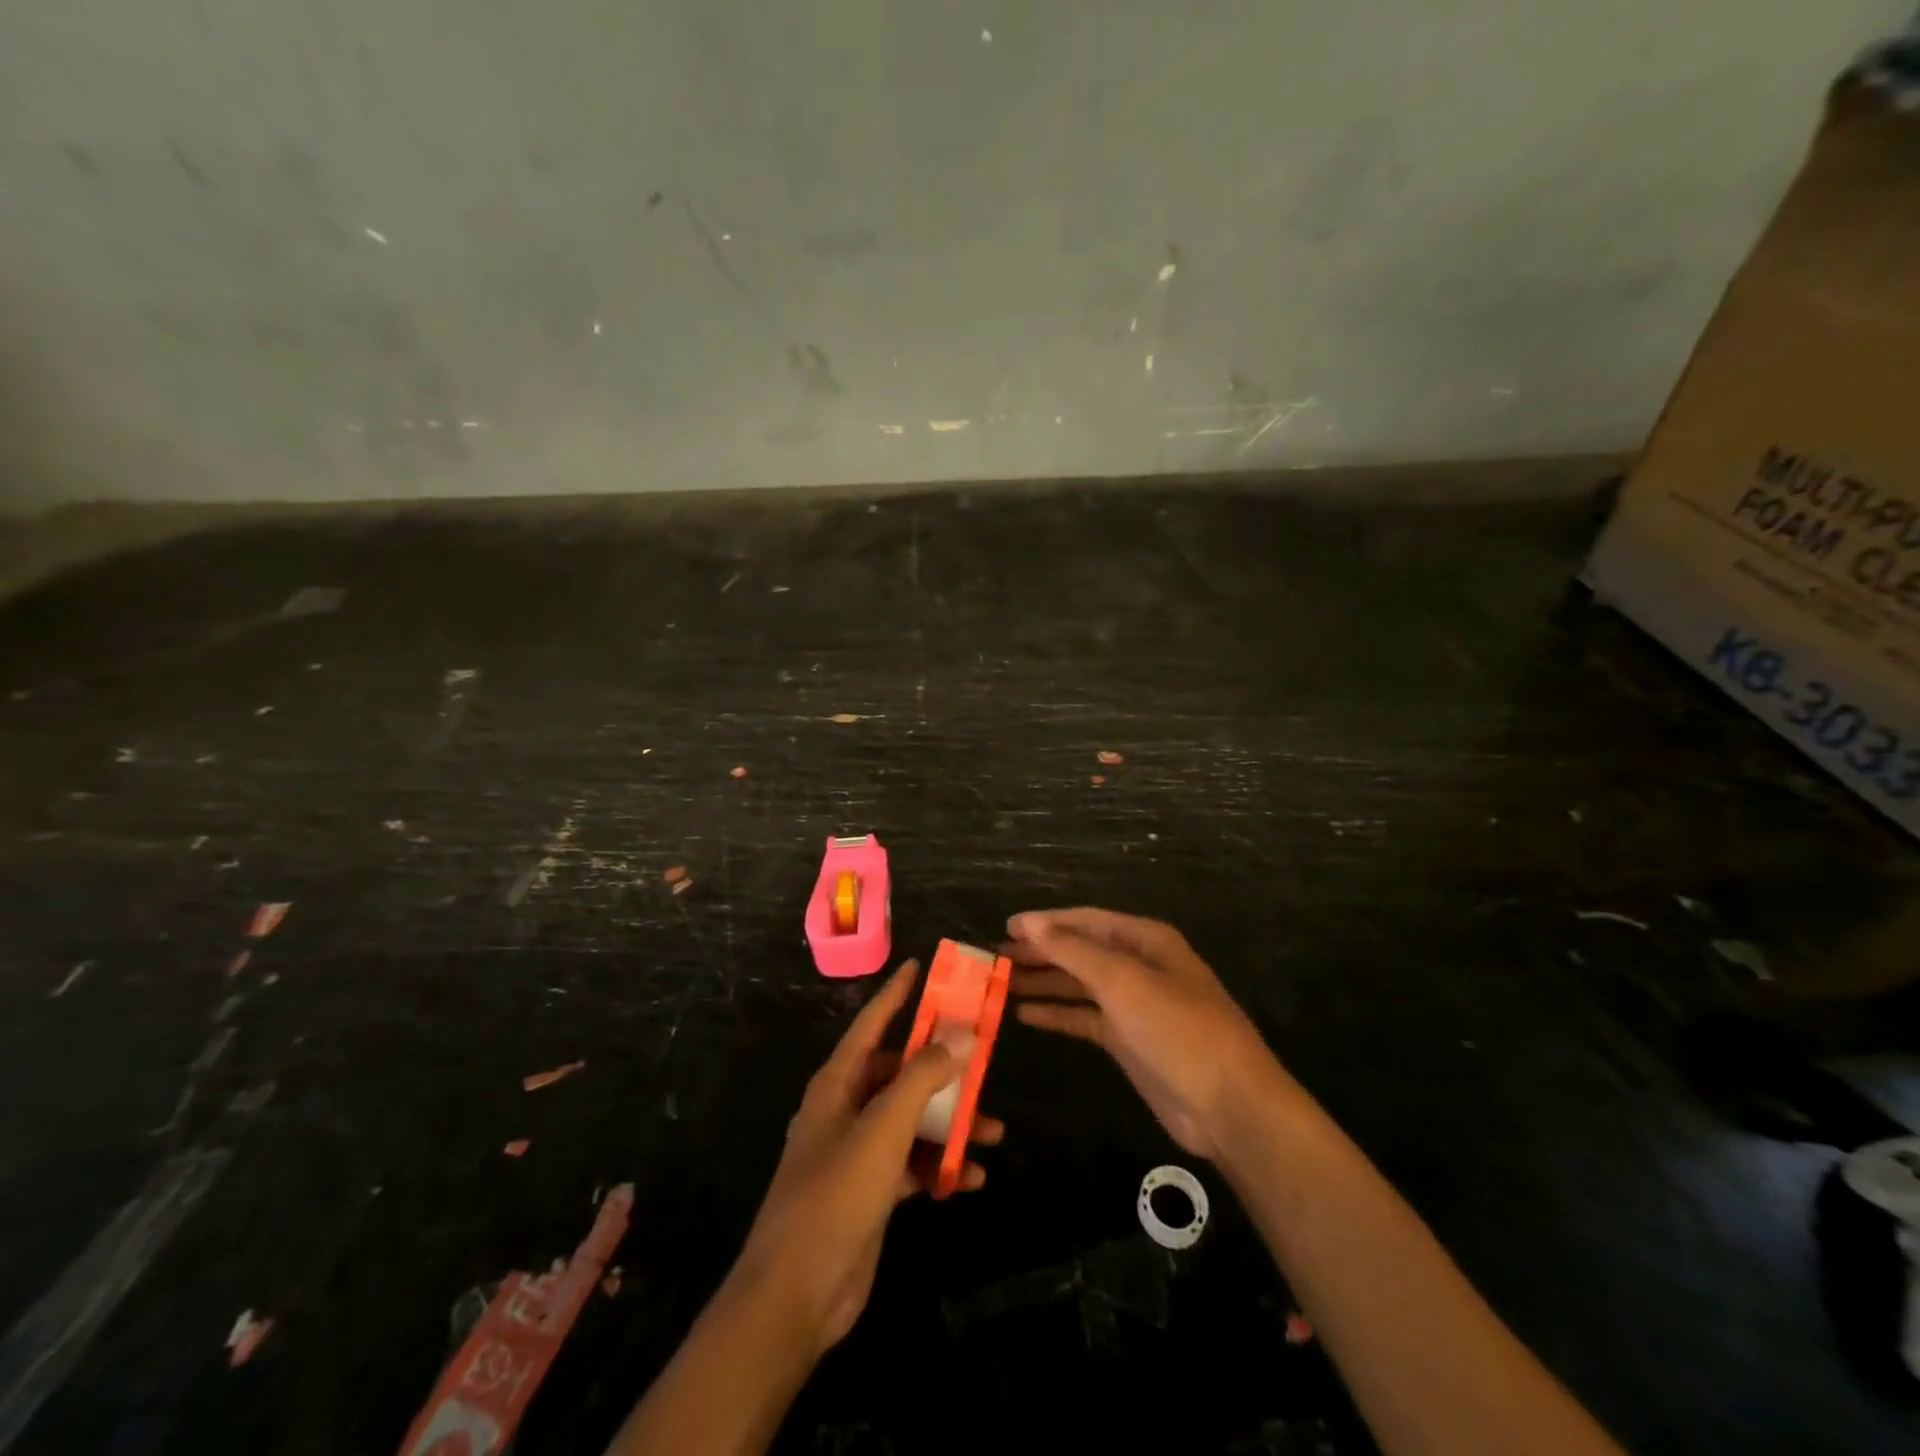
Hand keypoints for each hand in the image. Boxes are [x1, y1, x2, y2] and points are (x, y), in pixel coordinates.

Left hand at [734, 960, 1002, 1355]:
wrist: (796, 1294)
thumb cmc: (836, 1194)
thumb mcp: (884, 1128)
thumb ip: (923, 1078)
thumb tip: (962, 1035)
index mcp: (838, 1083)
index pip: (871, 1023)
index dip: (896, 993)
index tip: (920, 966)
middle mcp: (846, 1108)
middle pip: (900, 1072)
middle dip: (942, 1069)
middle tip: (982, 1059)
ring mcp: (858, 1151)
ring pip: (912, 1119)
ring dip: (949, 1123)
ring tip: (992, 1130)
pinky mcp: (871, 1191)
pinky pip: (913, 1163)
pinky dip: (940, 1165)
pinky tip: (972, 1178)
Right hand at [1006, 908, 1284, 1160]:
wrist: (1228, 1104)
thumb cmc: (1177, 1029)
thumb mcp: (1123, 981)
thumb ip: (1073, 950)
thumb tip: (1029, 922)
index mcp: (1145, 940)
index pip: (1085, 921)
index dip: (1045, 922)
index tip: (1005, 926)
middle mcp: (1139, 966)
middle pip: (1080, 951)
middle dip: (1040, 952)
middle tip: (995, 957)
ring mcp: (1134, 1005)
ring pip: (1079, 985)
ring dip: (1044, 982)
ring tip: (1001, 982)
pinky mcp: (1128, 1041)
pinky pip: (1084, 1018)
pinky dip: (1057, 1013)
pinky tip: (1024, 1014)